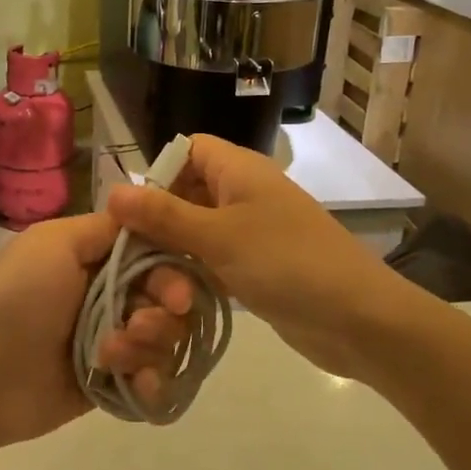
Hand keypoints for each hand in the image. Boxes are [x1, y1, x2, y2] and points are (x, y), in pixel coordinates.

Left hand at [0, 213, 194, 453]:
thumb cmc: (18, 297)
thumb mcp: (55, 242)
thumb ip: (108, 227)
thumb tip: (147, 215)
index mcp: (99, 259)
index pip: (159, 258)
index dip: (175, 274)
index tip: (175, 295)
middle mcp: (111, 296)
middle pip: (171, 303)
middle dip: (164, 316)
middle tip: (138, 326)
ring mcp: (113, 343)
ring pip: (166, 343)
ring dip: (151, 349)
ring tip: (111, 357)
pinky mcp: (111, 385)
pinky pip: (153, 385)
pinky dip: (152, 386)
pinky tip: (136, 386)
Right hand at [106, 135, 409, 380]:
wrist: (359, 319)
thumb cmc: (286, 263)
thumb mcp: (218, 236)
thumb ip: (163, 215)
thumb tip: (112, 191)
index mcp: (238, 170)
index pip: (186, 150)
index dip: (157, 173)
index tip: (131, 213)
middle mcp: (243, 193)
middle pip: (186, 191)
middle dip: (158, 219)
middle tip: (129, 254)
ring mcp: (252, 231)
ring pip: (197, 229)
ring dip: (173, 252)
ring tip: (147, 281)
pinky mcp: (256, 266)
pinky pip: (213, 259)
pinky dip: (194, 273)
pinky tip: (174, 296)